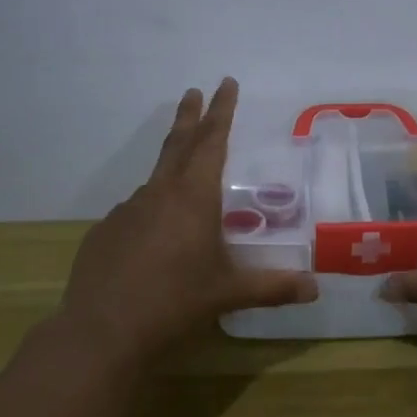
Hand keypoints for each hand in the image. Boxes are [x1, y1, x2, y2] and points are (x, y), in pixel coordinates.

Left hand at [59, 78, 317, 363]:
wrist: (102, 333)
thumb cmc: (175, 304)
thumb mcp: (228, 294)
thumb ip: (273, 287)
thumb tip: (314, 290)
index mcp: (193, 197)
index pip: (212, 141)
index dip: (222, 111)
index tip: (225, 83)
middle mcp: (158, 194)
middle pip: (178, 144)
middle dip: (190, 116)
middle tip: (193, 90)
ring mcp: (126, 212)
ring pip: (155, 183)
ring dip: (171, 172)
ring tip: (186, 191)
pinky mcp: (104, 233)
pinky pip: (135, 214)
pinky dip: (150, 215)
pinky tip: (153, 243)